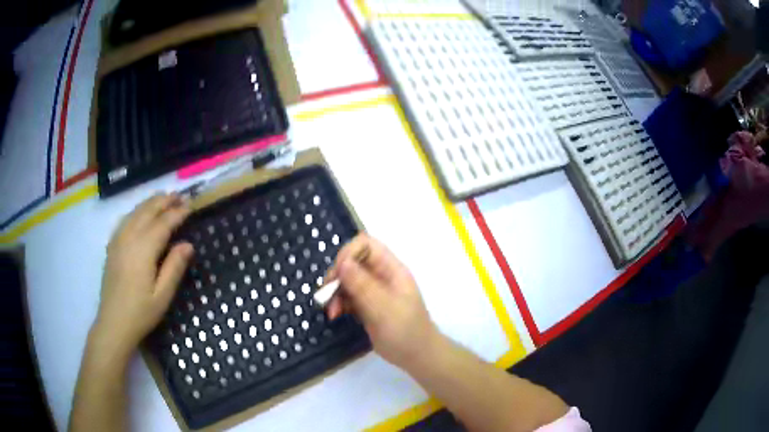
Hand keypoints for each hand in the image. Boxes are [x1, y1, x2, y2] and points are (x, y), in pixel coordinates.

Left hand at [92, 194, 193, 359]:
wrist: (113, 323)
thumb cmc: (141, 313)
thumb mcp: (163, 295)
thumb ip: (174, 267)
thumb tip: (188, 244)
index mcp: (143, 249)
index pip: (163, 223)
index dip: (177, 213)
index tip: (190, 205)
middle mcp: (129, 238)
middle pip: (147, 211)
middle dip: (164, 201)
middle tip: (180, 196)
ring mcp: (118, 240)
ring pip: (135, 212)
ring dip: (150, 203)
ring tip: (164, 198)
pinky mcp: (112, 246)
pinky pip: (125, 219)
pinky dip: (136, 211)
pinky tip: (141, 213)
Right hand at [325, 234, 438, 368]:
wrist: (416, 356)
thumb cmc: (406, 330)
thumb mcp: (384, 308)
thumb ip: (362, 285)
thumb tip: (342, 262)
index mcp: (391, 269)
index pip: (366, 245)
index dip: (348, 254)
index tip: (338, 274)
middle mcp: (380, 276)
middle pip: (351, 262)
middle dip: (337, 276)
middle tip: (327, 294)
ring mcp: (373, 292)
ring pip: (346, 280)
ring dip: (334, 293)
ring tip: (332, 311)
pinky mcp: (366, 306)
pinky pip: (347, 297)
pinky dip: (338, 304)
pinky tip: (335, 315)